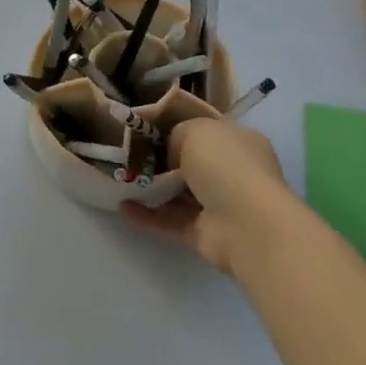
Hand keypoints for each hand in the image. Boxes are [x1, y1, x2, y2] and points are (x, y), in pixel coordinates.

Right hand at [122, 118, 295, 275]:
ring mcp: (220, 205)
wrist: (246, 224)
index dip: (178, 131)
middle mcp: (232, 172)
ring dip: (152, 189)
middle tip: (129, 157)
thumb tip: (169, 151)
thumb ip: (178, 134)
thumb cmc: (224, 165)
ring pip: (180, 194)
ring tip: (120, 181)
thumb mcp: (196, 131)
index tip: (147, 132)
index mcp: (238, 142)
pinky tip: (123, 208)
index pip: (206, 133)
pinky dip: (148, 215)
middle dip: (161, 162)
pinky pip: (171, 221)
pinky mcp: (205, 233)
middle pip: (191, 164)